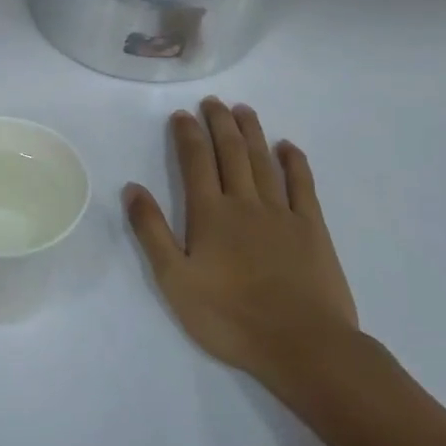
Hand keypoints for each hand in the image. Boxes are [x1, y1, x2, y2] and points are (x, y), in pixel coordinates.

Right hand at [124, 99, 362, 397]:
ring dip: (252, 133)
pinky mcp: (312, 229)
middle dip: (219, 123)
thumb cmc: (230, 316)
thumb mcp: (174, 280)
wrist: (303, 344)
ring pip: (264, 162)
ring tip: (243, 110)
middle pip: (231, 153)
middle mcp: (245, 203)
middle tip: (213, 101)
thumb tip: (132, 188)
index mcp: (209, 214)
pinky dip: (295, 163)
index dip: (188, 135)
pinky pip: (303, 186)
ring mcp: (282, 214)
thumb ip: (152, 232)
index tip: (182, 114)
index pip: (195, 162)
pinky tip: (288, 147)